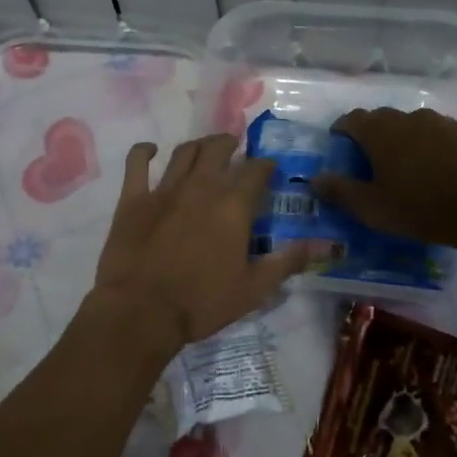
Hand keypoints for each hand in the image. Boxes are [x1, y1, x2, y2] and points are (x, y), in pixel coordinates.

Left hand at [93, 134, 310, 350]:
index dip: (265, 165)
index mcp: (233, 206)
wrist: (141, 311)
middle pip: (219, 149)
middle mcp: (201, 187)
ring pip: (184, 152)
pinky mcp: (132, 198)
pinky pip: (136, 163)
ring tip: (205, 148)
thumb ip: (287, 262)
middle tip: (235, 149)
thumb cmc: (201, 302)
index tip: (269, 169)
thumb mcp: (253, 289)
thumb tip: (323, 246)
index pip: (256, 171)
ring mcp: (164, 189)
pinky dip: (144, 152)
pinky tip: (150, 150)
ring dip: (198, 145)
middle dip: (231, 145)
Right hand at [313, 107, 456, 251]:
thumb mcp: (371, 208)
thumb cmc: (420, 208)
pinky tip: (437, 169)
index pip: (352, 119)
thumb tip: (315, 178)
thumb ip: (339, 190)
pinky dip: (430, 146)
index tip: (339, 144)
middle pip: (382, 119)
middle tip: (371, 161)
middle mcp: (408, 117)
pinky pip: (439, 134)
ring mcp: (441, 122)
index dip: (342, 130)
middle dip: (372, 135)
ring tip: (406, 166)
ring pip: (412, 125)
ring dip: (404, 139)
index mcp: (380, 131)